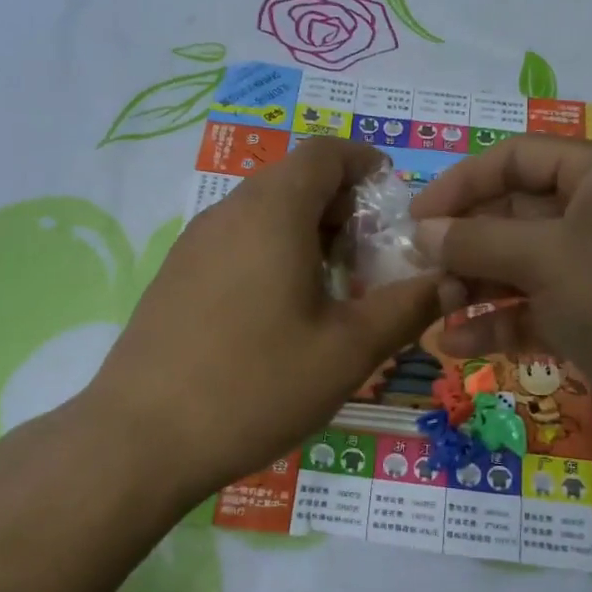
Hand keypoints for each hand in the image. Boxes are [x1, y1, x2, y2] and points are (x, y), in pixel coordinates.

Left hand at [86, 138, 438, 505]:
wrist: (141, 439)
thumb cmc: (256, 385)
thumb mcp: (348, 350)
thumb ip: (406, 307)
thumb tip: (450, 280)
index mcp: (272, 211)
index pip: (324, 152)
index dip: (365, 162)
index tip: (394, 197)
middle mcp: (228, 212)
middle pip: (293, 181)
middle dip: (341, 206)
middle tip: (373, 256)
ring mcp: (193, 244)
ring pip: (262, 213)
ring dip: (306, 233)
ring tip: (333, 288)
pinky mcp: (174, 277)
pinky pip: (235, 243)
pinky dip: (271, 254)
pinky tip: (282, 314)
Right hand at [408, 135, 591, 473]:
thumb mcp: (549, 258)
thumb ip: (478, 240)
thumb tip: (423, 231)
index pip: (516, 159)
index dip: (462, 183)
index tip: (415, 218)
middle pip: (512, 215)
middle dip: (463, 242)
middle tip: (414, 269)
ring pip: (518, 267)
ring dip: (472, 286)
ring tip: (432, 309)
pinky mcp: (591, 323)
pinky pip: (531, 311)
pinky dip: (495, 324)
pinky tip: (454, 344)